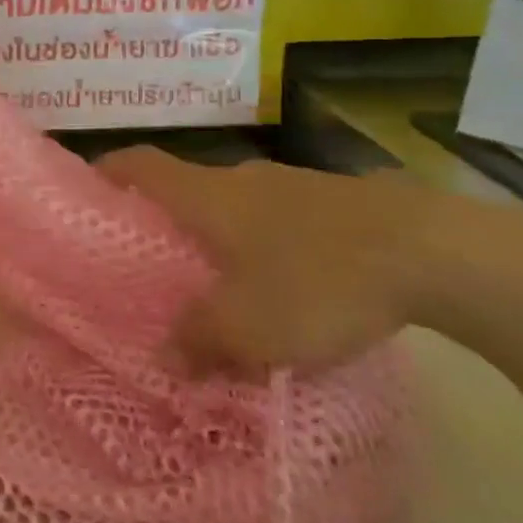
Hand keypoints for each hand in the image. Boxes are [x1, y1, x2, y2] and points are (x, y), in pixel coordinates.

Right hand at [96, 149, 468, 372]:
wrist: (433, 251)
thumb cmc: (317, 280)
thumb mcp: (248, 328)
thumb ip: (199, 342)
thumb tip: (164, 358)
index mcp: (206, 195)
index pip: (141, 165)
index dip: (109, 169)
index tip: (89, 186)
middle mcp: (241, 178)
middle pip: (187, 188)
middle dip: (166, 219)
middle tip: (155, 262)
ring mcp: (291, 185)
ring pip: (236, 206)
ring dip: (221, 237)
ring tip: (222, 285)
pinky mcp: (335, 202)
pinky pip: (279, 219)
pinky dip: (266, 245)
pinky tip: (288, 288)